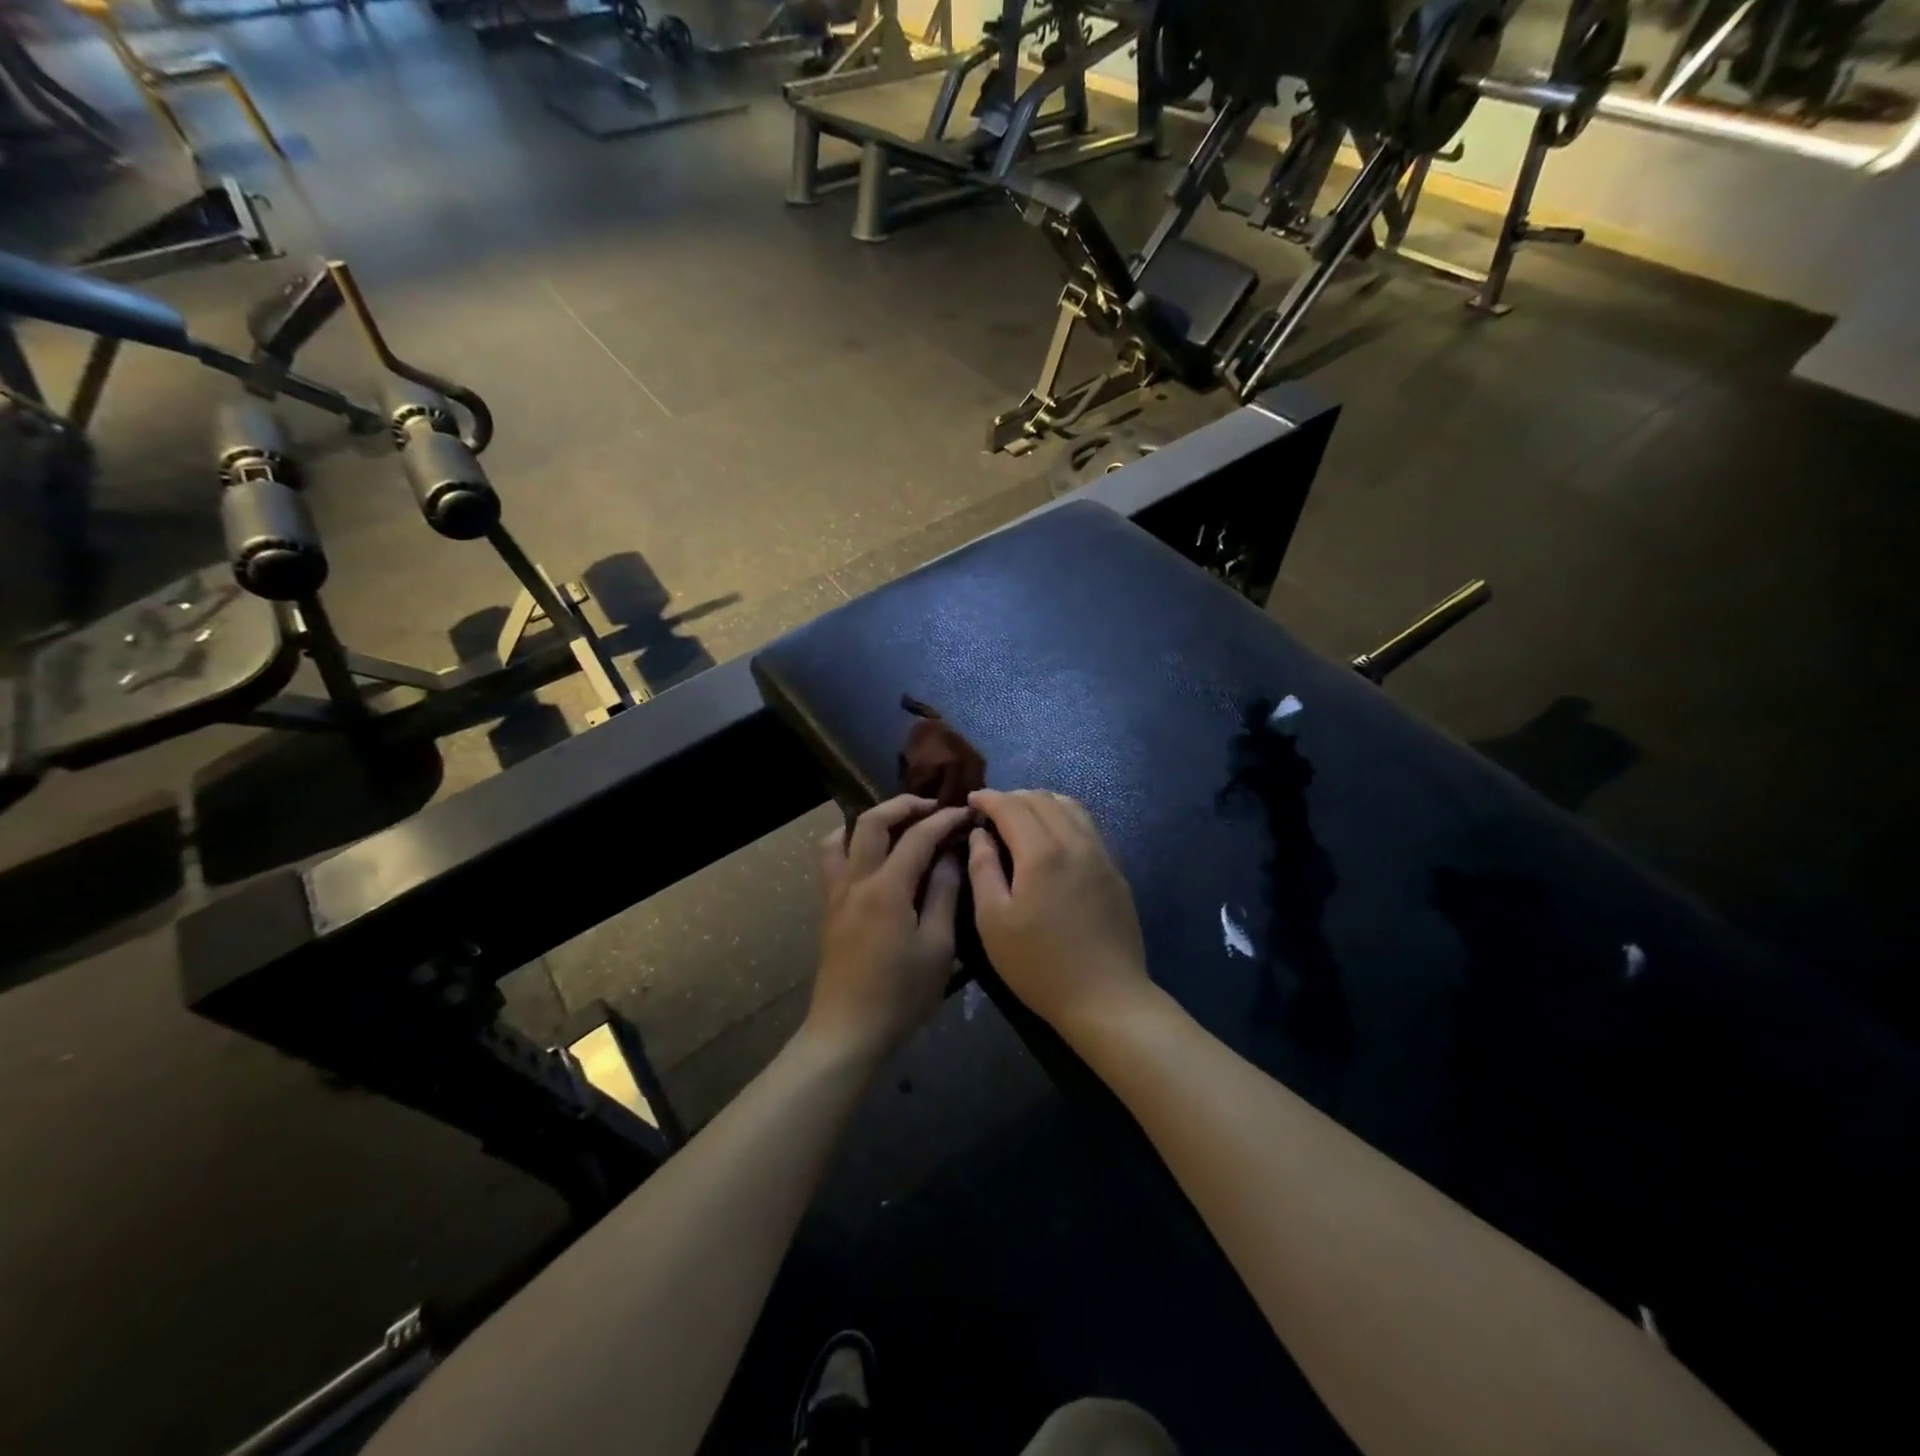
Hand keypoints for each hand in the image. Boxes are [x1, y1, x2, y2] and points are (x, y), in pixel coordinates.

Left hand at [808, 796, 970, 1066]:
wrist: (847, 1031)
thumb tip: (950, 855)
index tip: (966, 813)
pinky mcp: (829, 908)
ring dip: (871, 819)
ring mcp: (836, 893)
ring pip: (842, 835)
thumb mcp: (938, 947)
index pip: (918, 836)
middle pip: (872, 821)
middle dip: (904, 805)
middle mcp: (856, 880)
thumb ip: (944, 894)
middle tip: (932, 807)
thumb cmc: (900, 994)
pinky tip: (869, 854)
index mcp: (887, 887)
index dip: (944, 820)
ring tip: (897, 824)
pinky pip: (831, 859)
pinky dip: (848, 841)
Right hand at [966, 789, 1151, 1041]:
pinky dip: (1064, 817)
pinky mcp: (1115, 871)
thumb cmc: (1039, 965)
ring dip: (1041, 802)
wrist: (1106, 998)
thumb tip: (980, 834)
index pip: (1012, 806)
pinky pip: (1088, 826)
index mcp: (1042, 852)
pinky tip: (1053, 836)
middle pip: (1042, 799)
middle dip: (1013, 797)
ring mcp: (1101, 854)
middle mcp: (1075, 842)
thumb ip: (982, 869)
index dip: (988, 798)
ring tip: (1021, 817)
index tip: (970, 799)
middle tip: (991, 812)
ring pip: (1070, 806)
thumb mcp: (993, 922)